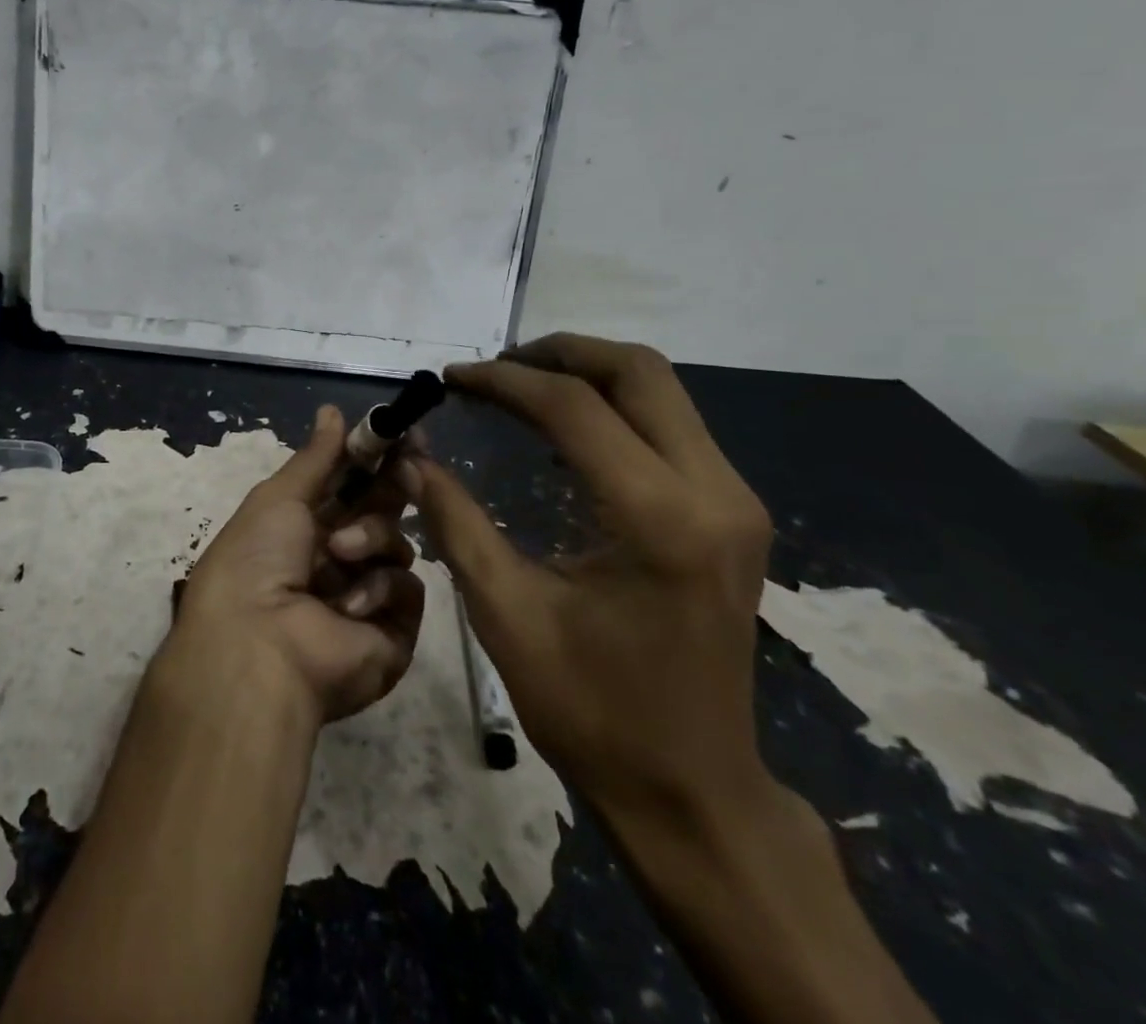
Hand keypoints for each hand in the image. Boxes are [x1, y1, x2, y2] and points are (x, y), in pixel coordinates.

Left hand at [171, 405, 425, 724]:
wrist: (259, 645)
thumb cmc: (257, 558)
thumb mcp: (280, 497)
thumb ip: (317, 456)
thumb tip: (333, 409)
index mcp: (305, 527)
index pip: (352, 484)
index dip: (375, 458)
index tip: (401, 432)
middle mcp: (337, 559)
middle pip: (382, 511)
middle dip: (391, 487)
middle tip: (406, 464)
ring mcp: (366, 596)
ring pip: (397, 545)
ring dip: (371, 540)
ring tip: (339, 554)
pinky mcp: (392, 633)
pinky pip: (408, 591)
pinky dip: (380, 589)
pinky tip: (348, 604)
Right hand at [402, 334, 774, 829]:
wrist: (694, 791)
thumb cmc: (592, 710)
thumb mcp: (506, 612)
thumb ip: (455, 520)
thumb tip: (410, 455)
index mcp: (657, 519)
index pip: (574, 407)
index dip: (504, 381)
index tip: (453, 379)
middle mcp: (713, 493)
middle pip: (638, 372)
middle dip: (558, 354)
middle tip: (494, 369)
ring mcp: (735, 501)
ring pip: (662, 391)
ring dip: (587, 375)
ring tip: (519, 387)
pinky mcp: (734, 515)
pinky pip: (672, 426)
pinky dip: (613, 407)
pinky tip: (564, 428)